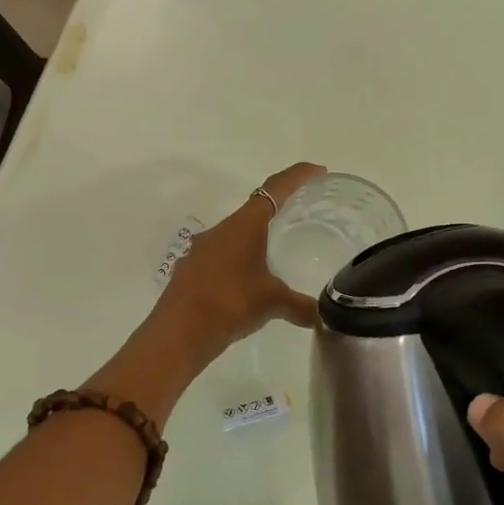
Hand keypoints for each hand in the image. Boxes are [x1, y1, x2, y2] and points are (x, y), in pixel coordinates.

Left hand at [153, 162, 325, 356]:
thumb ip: (302, 306)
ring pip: (235, 235)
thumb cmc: (230, 303)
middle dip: (277, 211)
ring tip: (277, 254)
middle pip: (253, 211)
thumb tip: (325, 317)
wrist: (178, 332)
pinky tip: (249, 282)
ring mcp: (201, 250)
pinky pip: (222, 257)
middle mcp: (220, 230)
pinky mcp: (191, 270)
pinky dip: (239, 262)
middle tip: (301, 218)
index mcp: (243, 225)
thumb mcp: (273, 302)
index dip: (297, 177)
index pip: (274, 189)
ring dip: (256, 240)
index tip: (317, 172)